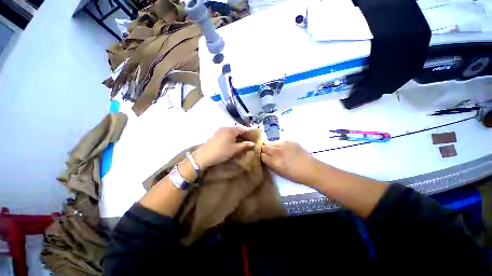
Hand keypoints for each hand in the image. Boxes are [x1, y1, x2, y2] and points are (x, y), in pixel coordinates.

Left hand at [193, 126, 255, 169]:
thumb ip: (245, 145)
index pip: (243, 129)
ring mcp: (220, 130)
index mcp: (231, 130)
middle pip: (238, 129)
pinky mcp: (217, 134)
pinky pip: (228, 134)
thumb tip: (253, 143)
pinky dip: (233, 137)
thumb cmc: (222, 152)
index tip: (254, 137)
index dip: (249, 133)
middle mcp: (226, 127)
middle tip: (249, 140)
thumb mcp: (235, 149)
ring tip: (243, 142)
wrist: (204, 156)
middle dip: (244, 134)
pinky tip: (234, 142)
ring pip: (233, 132)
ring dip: (238, 136)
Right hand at [261, 141, 321, 185]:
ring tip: (272, 150)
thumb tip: (264, 159)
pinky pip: (279, 141)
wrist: (312, 169)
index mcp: (274, 161)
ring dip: (269, 146)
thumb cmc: (295, 175)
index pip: (261, 155)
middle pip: (264, 147)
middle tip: (264, 152)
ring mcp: (284, 145)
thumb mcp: (280, 172)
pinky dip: (278, 144)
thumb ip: (270, 164)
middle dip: (262, 149)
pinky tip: (281, 148)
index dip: (259, 156)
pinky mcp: (290, 141)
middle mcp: (277, 151)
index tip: (260, 156)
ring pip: (271, 142)